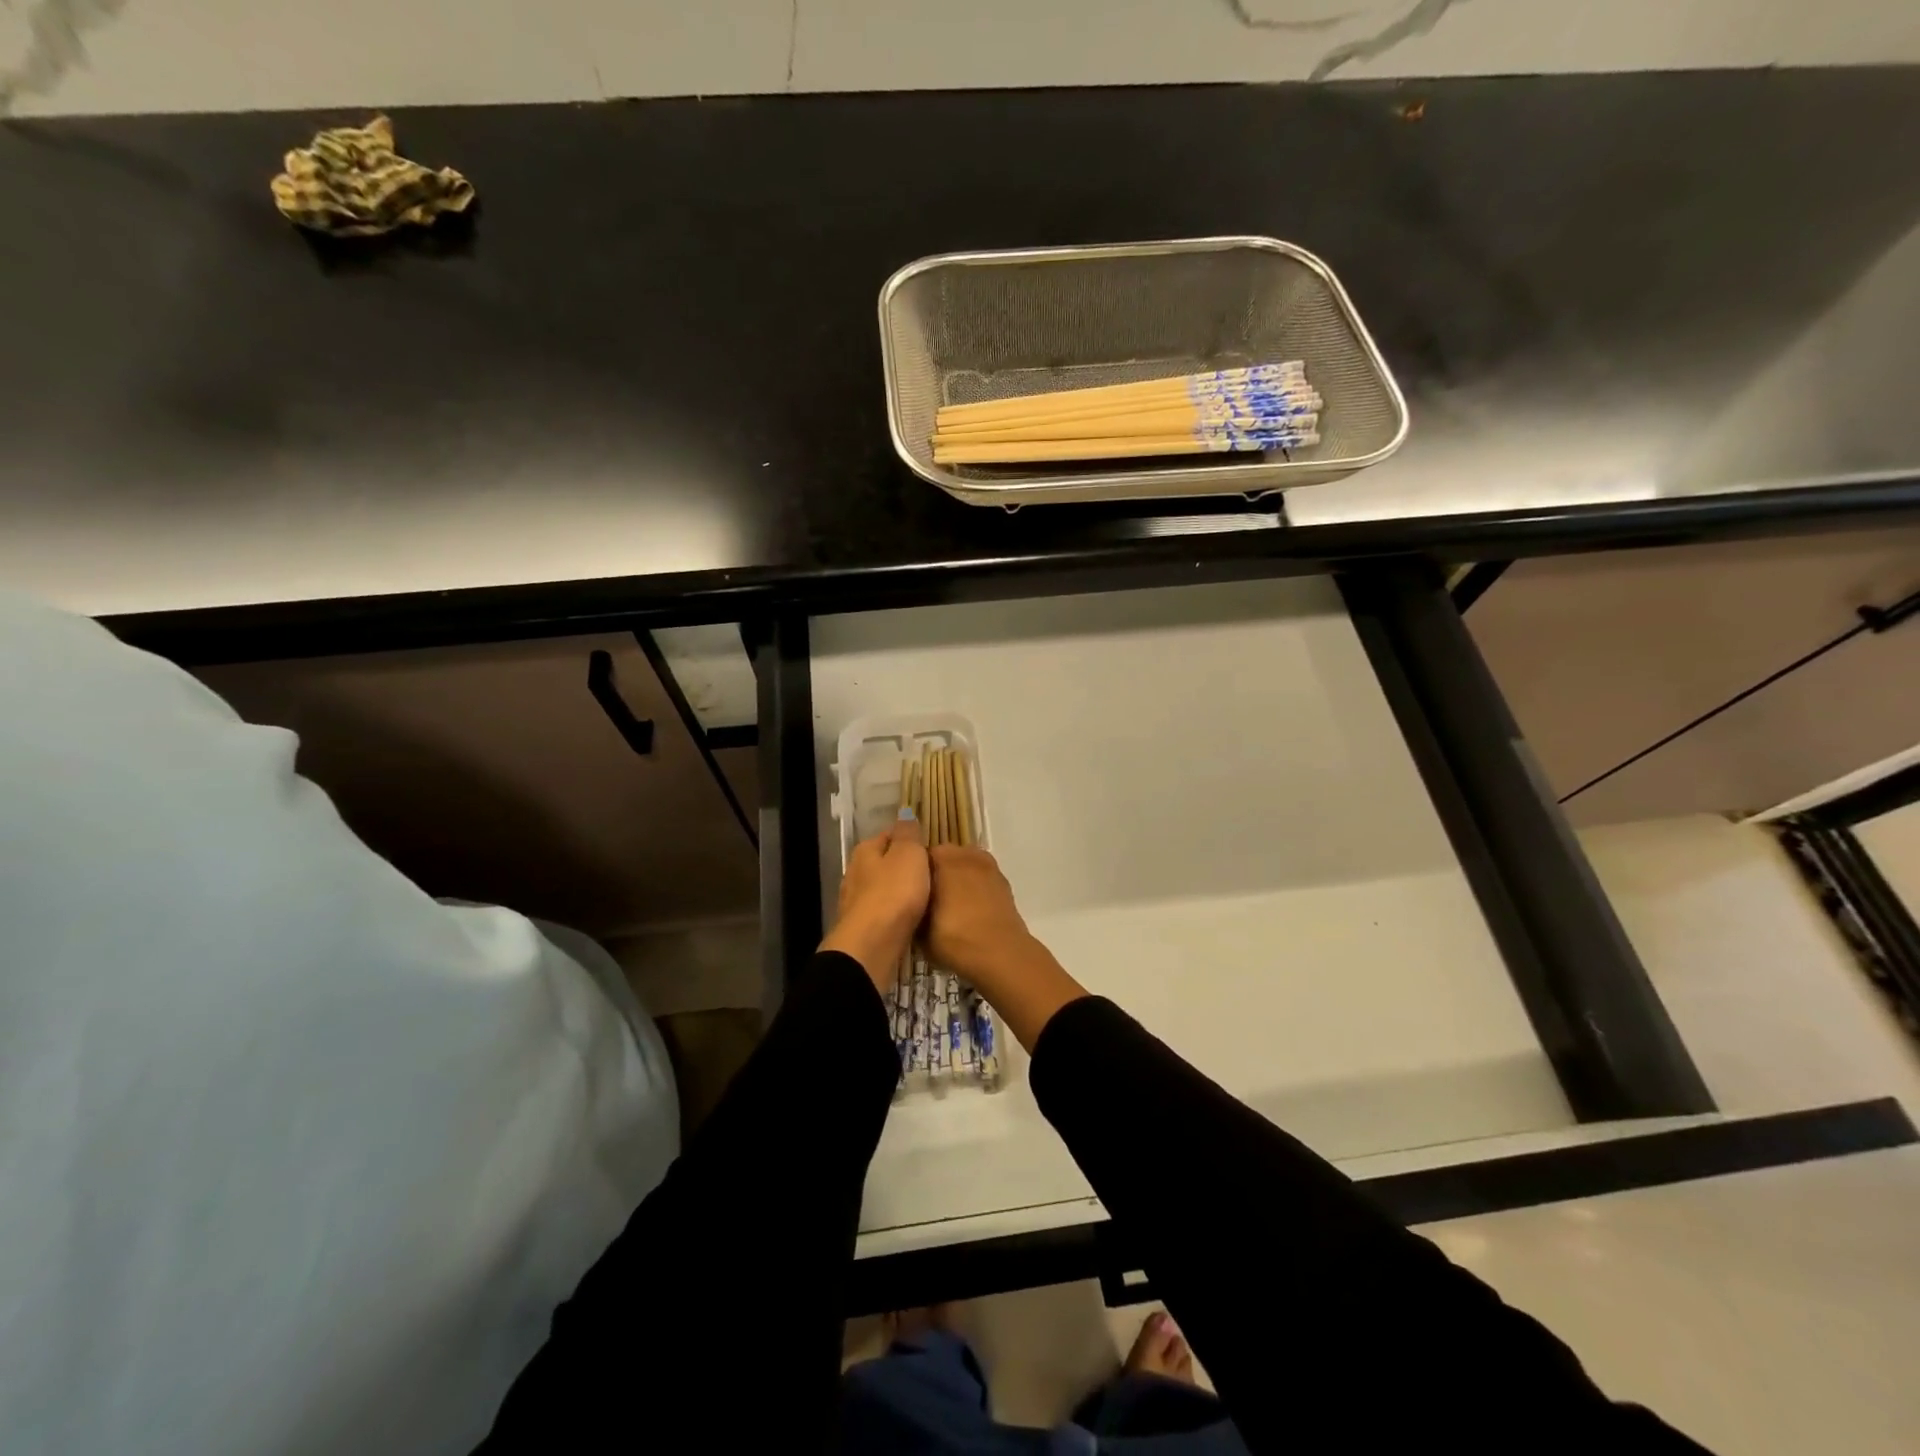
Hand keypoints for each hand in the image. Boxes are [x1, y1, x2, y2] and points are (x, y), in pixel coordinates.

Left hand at [820, 810, 928, 991]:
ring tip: (927, 898)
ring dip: (902, 892)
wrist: (872, 945)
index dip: (911, 839)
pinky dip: (897, 913)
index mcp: (865, 850)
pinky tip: (912, 919)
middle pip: (885, 863)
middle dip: (906, 867)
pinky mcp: (863, 928)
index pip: (890, 835)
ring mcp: (856, 902)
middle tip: (934, 875)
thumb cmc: (894, 892)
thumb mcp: (909, 854)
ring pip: (884, 889)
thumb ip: (908, 834)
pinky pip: (885, 913)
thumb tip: (905, 814)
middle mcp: (855, 872)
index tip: (932, 849)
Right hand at [924, 845, 1041, 994]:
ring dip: (957, 880)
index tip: (906, 890)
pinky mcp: (1004, 884)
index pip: (919, 855)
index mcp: (944, 858)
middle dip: (936, 873)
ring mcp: (989, 867)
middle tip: (925, 899)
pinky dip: (974, 889)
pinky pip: (981, 879)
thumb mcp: (919, 929)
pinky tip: (968, 911)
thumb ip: (912, 908)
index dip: (911, 872)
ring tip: (947, 906)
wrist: (1001, 956)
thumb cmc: (955, 938)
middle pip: (945, 858)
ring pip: (965, 867)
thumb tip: (909, 905)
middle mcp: (967, 855)